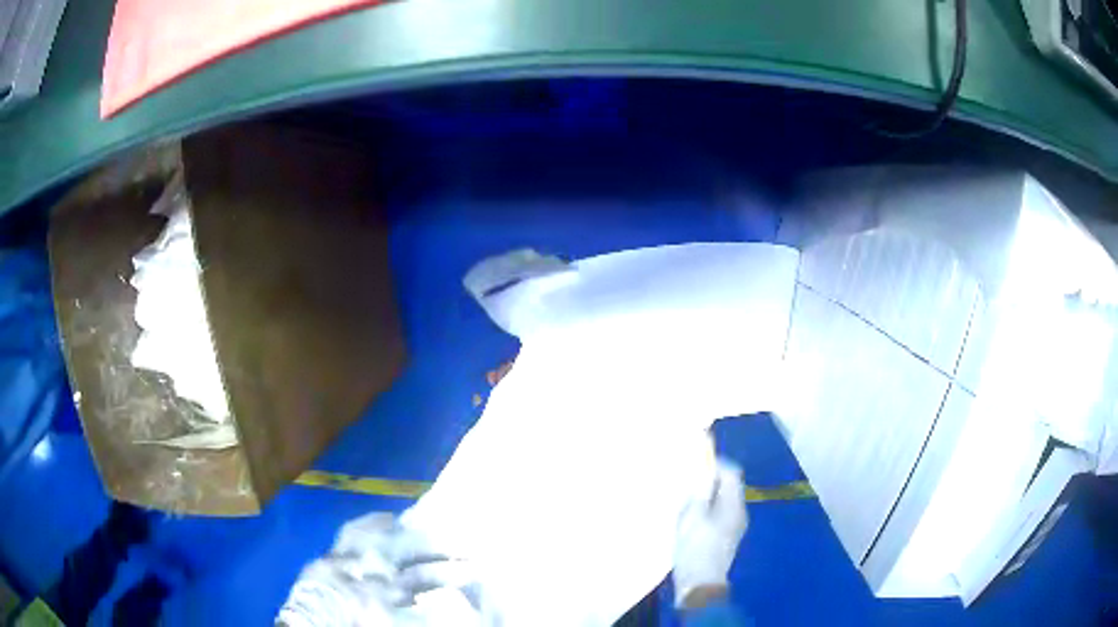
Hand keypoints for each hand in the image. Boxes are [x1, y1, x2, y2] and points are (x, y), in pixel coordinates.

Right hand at [672, 458, 747, 608]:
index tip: (697, 461)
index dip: (716, 463)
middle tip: (688, 478)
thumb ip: (699, 494)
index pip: (731, 474)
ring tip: (686, 497)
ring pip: (723, 500)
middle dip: (710, 479)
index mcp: (733, 505)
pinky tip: (691, 516)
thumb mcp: (692, 518)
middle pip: (729, 487)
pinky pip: (719, 513)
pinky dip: (707, 509)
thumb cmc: (696, 549)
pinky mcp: (726, 538)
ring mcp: (734, 527)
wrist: (700, 584)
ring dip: (708, 495)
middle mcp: (739, 513)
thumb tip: (703, 476)